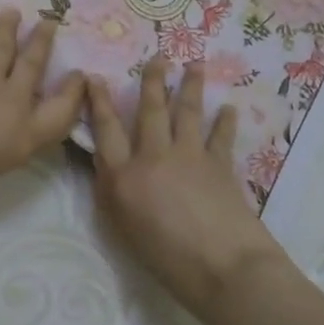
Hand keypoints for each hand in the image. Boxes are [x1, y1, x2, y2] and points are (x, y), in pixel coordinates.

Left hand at [0, 10, 85, 203]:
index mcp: (23, 137)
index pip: (63, 111)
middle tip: (50, 22)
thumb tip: (14, 118)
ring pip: (7, 42)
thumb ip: (10, 139)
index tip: (79, 75)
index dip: (75, 92)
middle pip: (36, 64)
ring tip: (14, 13)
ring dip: (12, 26)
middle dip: (44, 41)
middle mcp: (13, 101)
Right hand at [85, 56, 286, 318]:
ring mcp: (189, 156)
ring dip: (191, 86)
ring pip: (187, 112)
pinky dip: (225, 121)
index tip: (94, 77)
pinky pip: (220, 136)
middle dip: (152, 80)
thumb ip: (115, 194)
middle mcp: (154, 157)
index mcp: (124, 177)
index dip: (99, 102)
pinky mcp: (219, 164)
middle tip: (158, 56)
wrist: (224, 269)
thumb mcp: (124, 230)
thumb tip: (109, 167)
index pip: (106, 130)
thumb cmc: (167, 261)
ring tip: (194, 64)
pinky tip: (229, 108)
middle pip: (151, 110)